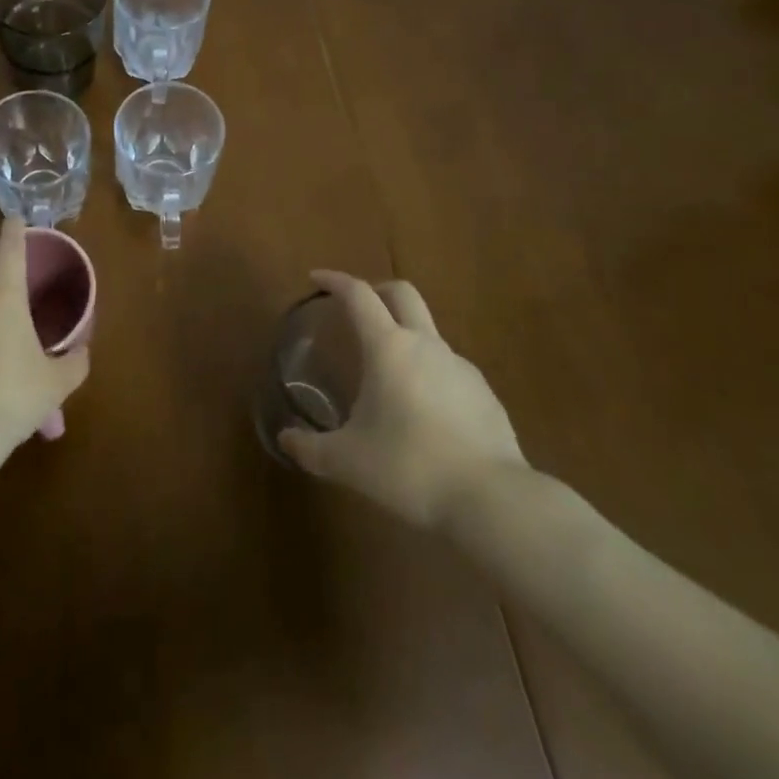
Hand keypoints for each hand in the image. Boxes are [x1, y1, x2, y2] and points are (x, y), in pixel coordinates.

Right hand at [279, 270, 527, 530]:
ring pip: (427, 333)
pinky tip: (423, 413)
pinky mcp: (484, 394)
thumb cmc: (409, 468)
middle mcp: (425, 345)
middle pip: (402, 294)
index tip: (316, 278)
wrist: (492, 500)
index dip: (335, 280)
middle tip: (356, 308)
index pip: (358, 295)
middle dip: (376, 290)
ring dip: (404, 338)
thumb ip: (311, 449)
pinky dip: (429, 375)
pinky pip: (449, 370)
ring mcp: (461, 367)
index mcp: (388, 347)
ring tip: (387, 376)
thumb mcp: (348, 462)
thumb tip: (285, 440)